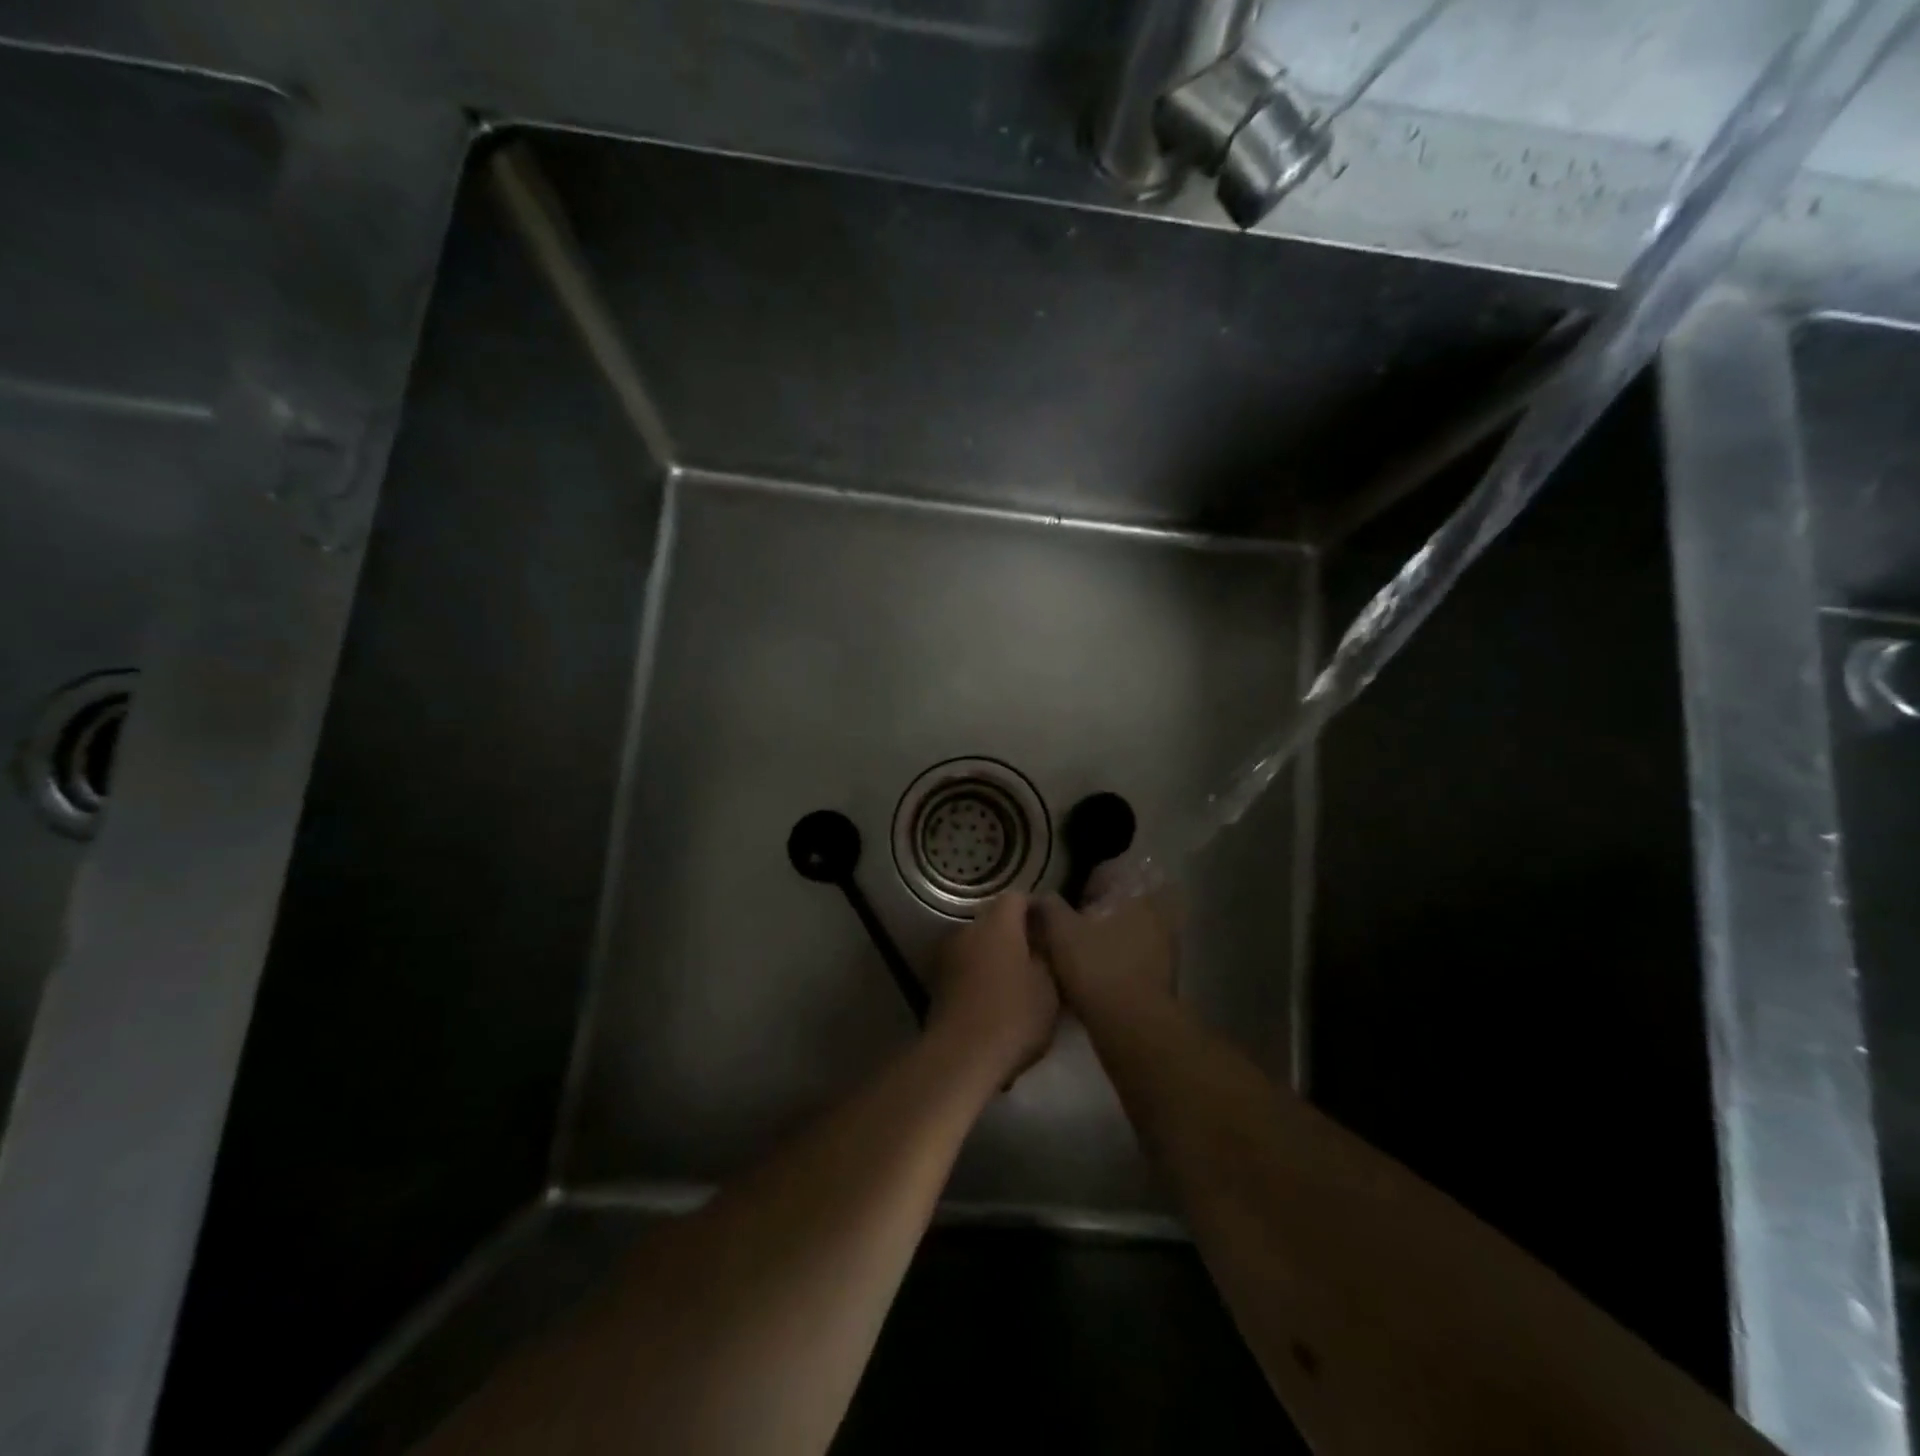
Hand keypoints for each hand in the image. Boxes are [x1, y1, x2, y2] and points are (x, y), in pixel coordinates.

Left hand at [927, 892, 1059, 1084]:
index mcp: (997, 923)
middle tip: (1039, 958)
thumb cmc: (1013, 1015)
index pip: (1017, 898)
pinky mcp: (936, 981)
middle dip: (1016, 934)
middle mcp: (967, 929)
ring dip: (995, 955)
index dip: (1037, 910)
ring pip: (978, 944)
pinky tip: (995, 998)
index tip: (1053, 929)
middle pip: (995, 920)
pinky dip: (980, 974)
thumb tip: (1045, 940)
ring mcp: (947, 954)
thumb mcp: (1049, 987)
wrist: (961, 1056)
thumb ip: (1048, 955)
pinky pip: (965, 966)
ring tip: (1018, 981)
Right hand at [1030, 866, 1180, 1014]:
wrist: (1131, 1026)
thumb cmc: (1096, 967)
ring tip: (1082, 951)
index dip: (1086, 885)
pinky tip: (1097, 973)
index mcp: (1135, 895)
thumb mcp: (1060, 931)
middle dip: (1099, 912)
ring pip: (1128, 931)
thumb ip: (1048, 906)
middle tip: (1073, 925)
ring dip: (1109, 937)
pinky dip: (1118, 960)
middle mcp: (1156, 914)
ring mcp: (1164, 947)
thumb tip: (1038, 896)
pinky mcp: (1163, 976)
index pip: (1110, 874)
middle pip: (1120, 904)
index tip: (1070, 900)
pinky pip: (1134, 957)